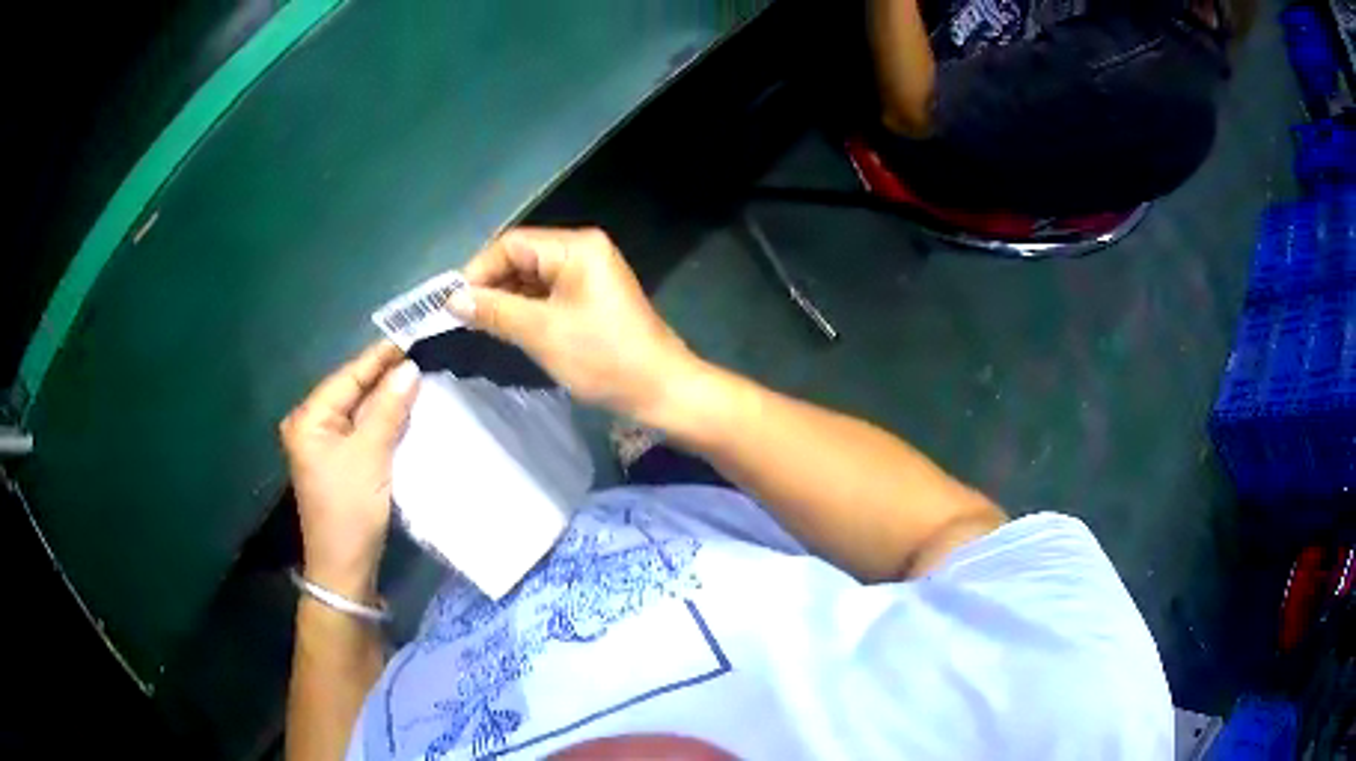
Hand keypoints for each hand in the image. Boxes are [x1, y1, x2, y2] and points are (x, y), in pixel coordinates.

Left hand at [279, 341, 419, 600]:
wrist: (344, 569)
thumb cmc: (350, 510)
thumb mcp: (370, 456)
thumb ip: (387, 408)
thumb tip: (410, 367)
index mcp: (309, 418)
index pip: (348, 376)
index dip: (380, 357)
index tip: (414, 335)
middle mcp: (312, 424)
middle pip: (352, 390)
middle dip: (386, 375)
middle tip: (424, 353)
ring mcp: (324, 444)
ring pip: (360, 410)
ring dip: (387, 397)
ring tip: (422, 375)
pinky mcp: (339, 461)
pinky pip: (363, 429)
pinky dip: (384, 419)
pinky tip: (406, 409)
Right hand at [452, 228, 701, 419]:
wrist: (661, 389)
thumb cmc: (603, 358)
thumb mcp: (541, 332)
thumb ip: (494, 310)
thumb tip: (452, 299)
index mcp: (576, 247)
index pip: (512, 244)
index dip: (478, 270)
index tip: (452, 303)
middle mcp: (583, 249)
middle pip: (522, 256)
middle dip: (491, 284)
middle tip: (462, 316)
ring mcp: (589, 273)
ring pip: (533, 276)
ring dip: (506, 298)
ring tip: (479, 324)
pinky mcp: (592, 295)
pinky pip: (548, 292)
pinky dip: (526, 308)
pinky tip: (507, 327)